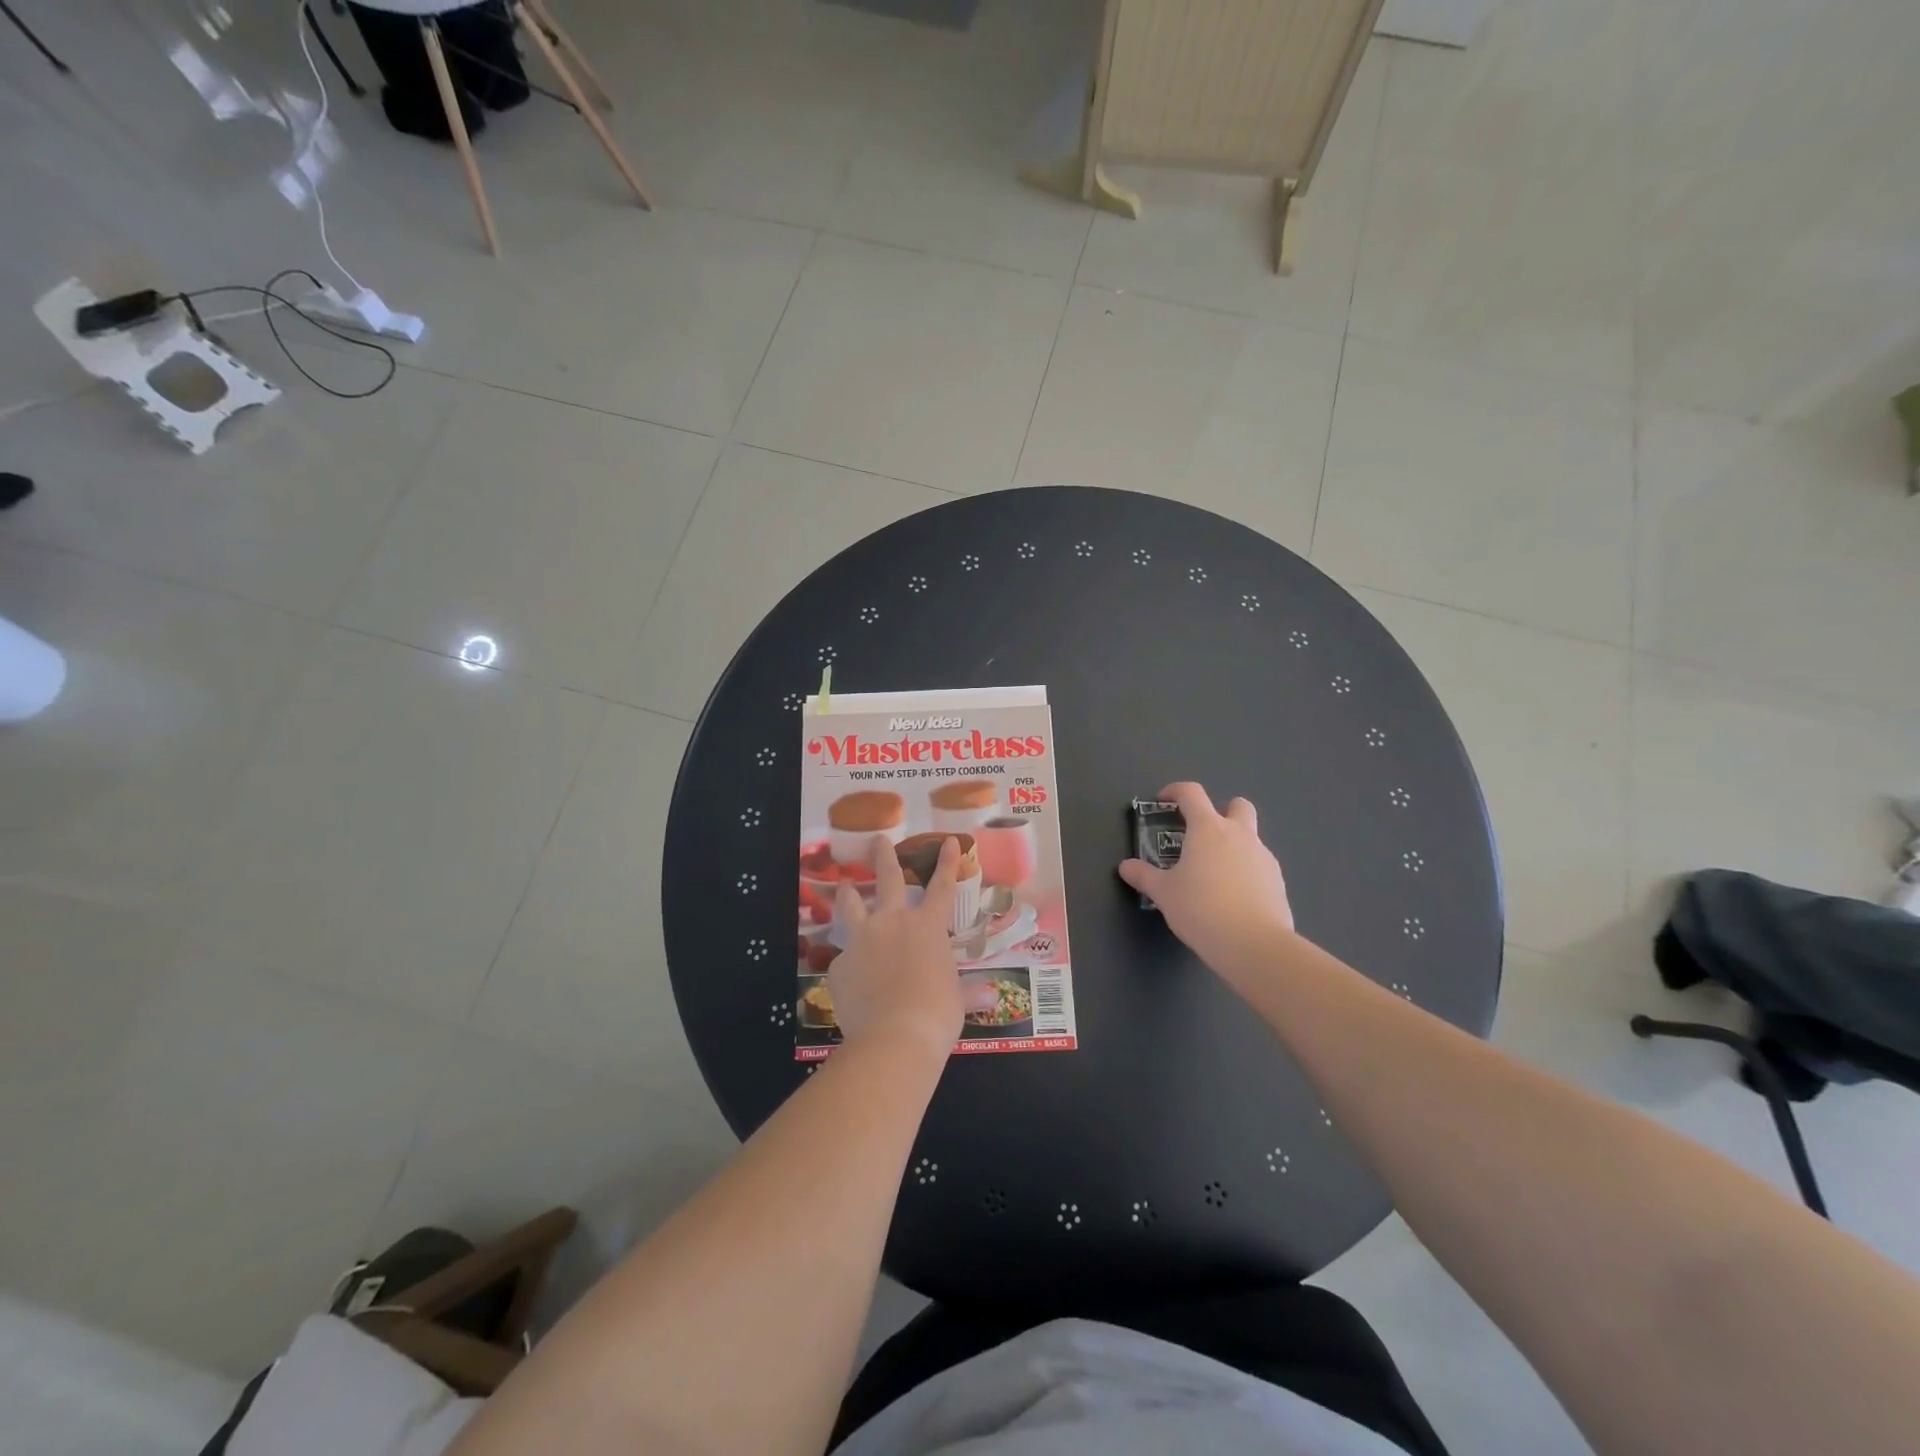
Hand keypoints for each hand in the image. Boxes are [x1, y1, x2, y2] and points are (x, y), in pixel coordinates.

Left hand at [827, 835, 962, 1058]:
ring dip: (849, 893)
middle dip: (884, 855)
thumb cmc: (937, 1013)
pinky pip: (844, 959)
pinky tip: (852, 979)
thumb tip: (993, 995)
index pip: (942, 886)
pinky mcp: (839, 964)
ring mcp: (862, 939)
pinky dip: (850, 963)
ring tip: (845, 885)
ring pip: (851, 905)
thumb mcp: (957, 1000)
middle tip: (877, 839)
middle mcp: (893, 922)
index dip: (948, 862)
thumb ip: (969, 992)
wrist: (894, 1036)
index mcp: (927, 927)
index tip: (950, 839)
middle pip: (888, 878)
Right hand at [1119, 782, 1294, 975]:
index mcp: (1208, 829)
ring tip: (1214, 876)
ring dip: (1234, 846)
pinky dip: (1246, 872)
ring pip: (1251, 838)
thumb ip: (1144, 876)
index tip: (1164, 801)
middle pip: (1237, 805)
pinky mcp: (1278, 881)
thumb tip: (1126, 867)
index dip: (1176, 791)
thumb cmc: (1201, 909)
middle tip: (1202, 835)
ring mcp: (1263, 857)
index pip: (1192, 793)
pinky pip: (1259, 866)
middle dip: (1221, 811)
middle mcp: (1239, 835)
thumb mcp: (1164, 894)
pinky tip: (1233, 898)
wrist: (1254, 944)